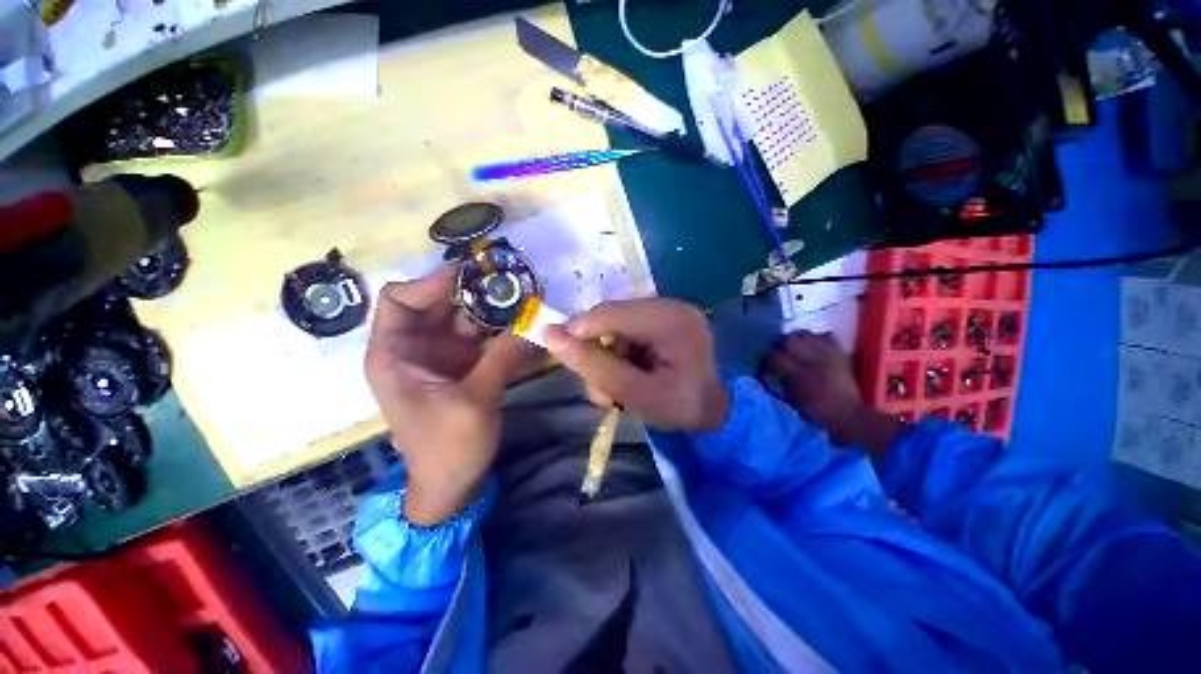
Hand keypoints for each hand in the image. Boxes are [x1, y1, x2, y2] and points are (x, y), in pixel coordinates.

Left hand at [364, 266, 534, 525]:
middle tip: (509, 283)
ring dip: (493, 309)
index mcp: (395, 354)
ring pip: (465, 318)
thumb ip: (502, 358)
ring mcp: (443, 355)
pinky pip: (483, 337)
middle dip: (472, 292)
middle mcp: (416, 347)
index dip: (432, 283)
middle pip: (438, 304)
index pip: (399, 299)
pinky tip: (525, 326)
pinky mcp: (465, 364)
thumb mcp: (475, 401)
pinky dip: (502, 330)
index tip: (473, 276)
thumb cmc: (448, 447)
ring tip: (524, 300)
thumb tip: (532, 324)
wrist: (452, 484)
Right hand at [543, 299, 728, 432]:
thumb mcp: (635, 395)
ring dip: (608, 354)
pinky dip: (619, 350)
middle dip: (599, 352)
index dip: (579, 333)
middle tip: (606, 387)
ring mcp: (667, 308)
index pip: (609, 313)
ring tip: (622, 384)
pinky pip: (625, 328)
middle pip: (610, 318)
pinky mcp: (662, 317)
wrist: (713, 408)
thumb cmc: (679, 407)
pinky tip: (630, 370)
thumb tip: (549, 334)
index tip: (565, 357)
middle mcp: (670, 304)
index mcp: (671, 319)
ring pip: (614, 325)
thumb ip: (594, 366)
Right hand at [762, 331, 898, 457]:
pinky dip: (816, 338)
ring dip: (795, 339)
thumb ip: (778, 383)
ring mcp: (828, 355)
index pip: (774, 356)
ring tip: (793, 349)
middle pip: (788, 339)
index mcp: (799, 375)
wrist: (849, 417)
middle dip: (778, 345)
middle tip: (777, 355)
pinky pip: (825, 335)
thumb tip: (767, 372)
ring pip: (805, 334)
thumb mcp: (790, 401)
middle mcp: (812, 361)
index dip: (765, 360)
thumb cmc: (816, 413)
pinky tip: (812, 347)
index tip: (764, 366)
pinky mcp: (839, 354)